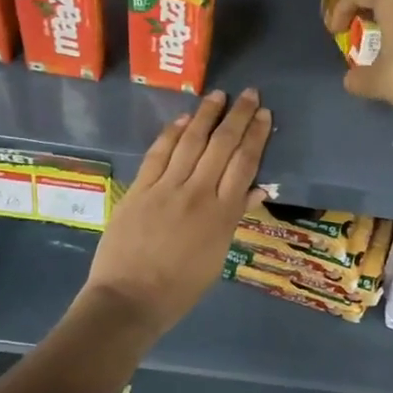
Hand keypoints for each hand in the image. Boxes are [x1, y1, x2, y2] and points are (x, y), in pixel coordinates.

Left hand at [80, 88, 271, 336]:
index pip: (245, 164)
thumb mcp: (217, 256)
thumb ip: (234, 217)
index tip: (264, 114)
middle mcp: (198, 194)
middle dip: (238, 116)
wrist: (129, 299)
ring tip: (218, 95)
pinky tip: (183, 118)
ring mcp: (166, 188)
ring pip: (191, 142)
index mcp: (222, 214)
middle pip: (222, 145)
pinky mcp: (139, 189)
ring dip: (206, 115)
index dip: (256, 136)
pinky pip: (158, 154)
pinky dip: (172, 133)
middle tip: (249, 93)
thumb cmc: (179, 288)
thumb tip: (257, 189)